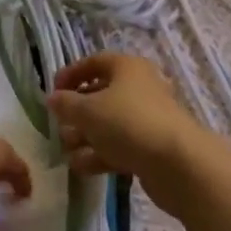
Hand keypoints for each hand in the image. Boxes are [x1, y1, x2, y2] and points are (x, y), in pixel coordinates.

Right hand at [48, 53, 209, 213]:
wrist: (177, 163)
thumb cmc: (128, 123)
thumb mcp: (89, 111)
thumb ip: (67, 104)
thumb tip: (52, 98)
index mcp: (126, 66)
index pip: (93, 62)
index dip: (71, 74)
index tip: (52, 91)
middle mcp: (138, 86)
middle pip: (101, 93)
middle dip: (77, 111)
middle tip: (59, 126)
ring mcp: (146, 117)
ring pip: (109, 122)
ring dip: (86, 136)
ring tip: (65, 151)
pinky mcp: (150, 146)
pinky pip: (119, 144)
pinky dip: (100, 153)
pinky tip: (80, 167)